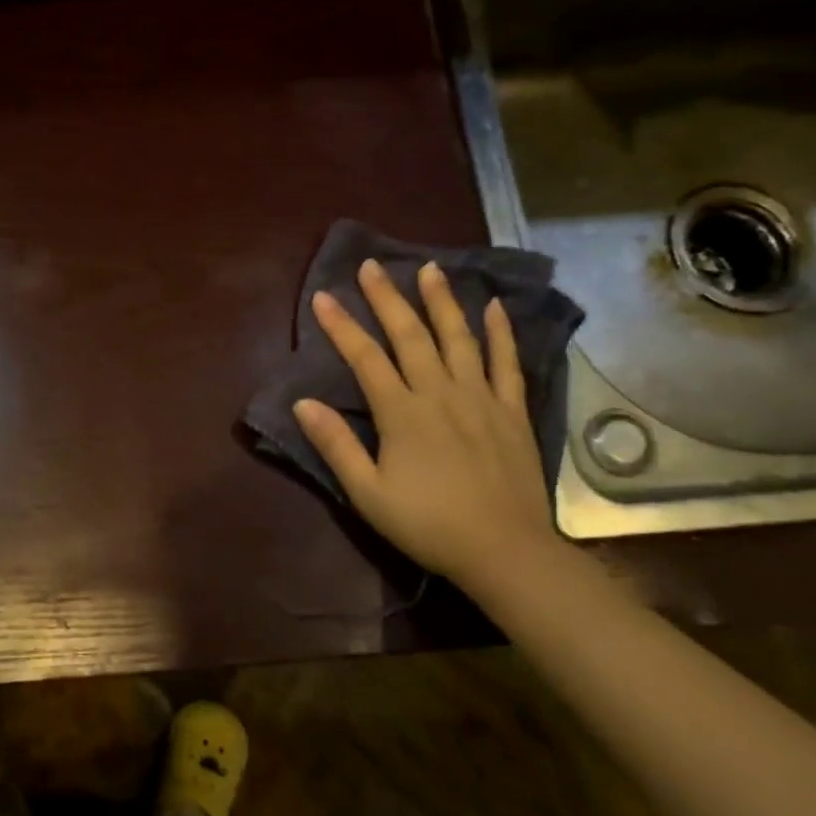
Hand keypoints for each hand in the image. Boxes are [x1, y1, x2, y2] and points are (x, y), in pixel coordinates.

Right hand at [292, 258, 558, 588]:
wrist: (503, 550)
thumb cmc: (428, 524)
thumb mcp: (368, 494)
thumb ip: (336, 446)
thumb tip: (303, 404)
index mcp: (402, 413)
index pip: (365, 358)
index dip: (342, 326)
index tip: (323, 297)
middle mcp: (440, 393)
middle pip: (411, 335)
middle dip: (388, 298)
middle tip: (372, 265)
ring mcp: (481, 398)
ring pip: (459, 338)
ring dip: (441, 301)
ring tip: (430, 268)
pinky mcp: (511, 411)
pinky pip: (506, 362)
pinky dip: (500, 332)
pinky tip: (493, 307)